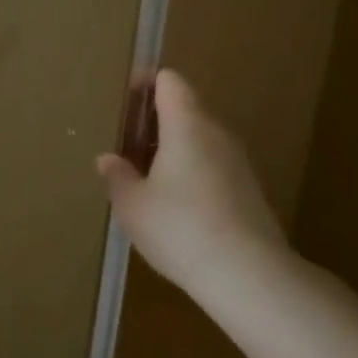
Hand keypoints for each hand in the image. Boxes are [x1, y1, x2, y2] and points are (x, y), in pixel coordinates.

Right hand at [96, 70, 289, 295]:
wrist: (249, 276)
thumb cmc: (180, 227)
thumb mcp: (132, 204)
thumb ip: (117, 176)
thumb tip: (109, 159)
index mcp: (186, 125)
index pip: (170, 82)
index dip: (146, 83)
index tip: (124, 101)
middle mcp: (216, 134)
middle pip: (184, 110)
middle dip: (153, 123)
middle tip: (124, 147)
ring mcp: (237, 163)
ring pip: (198, 140)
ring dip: (170, 149)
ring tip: (143, 178)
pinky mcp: (248, 191)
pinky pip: (211, 165)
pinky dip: (189, 172)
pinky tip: (172, 205)